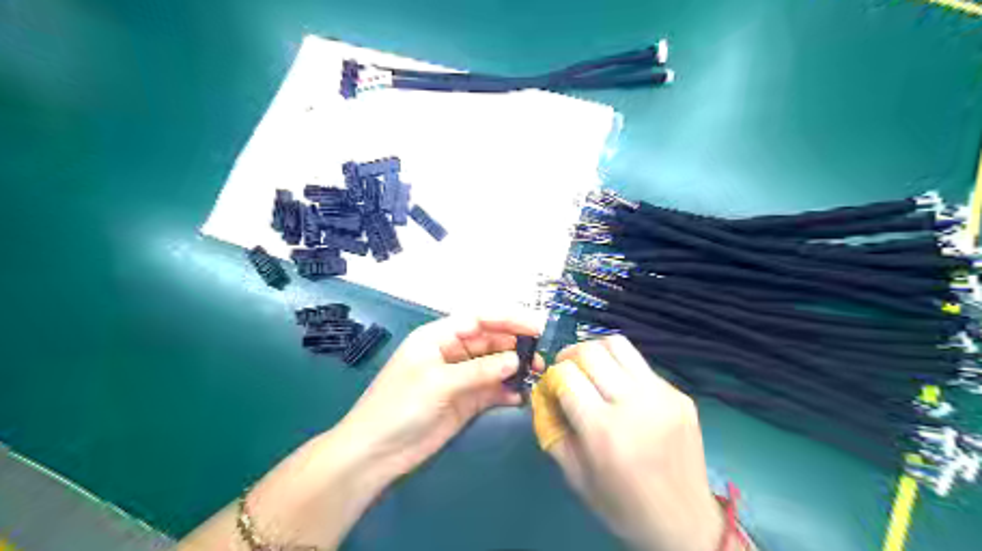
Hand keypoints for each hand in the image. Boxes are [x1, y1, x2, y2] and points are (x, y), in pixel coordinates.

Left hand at [334, 314, 540, 482]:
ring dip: (514, 368)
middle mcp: (452, 353)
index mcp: (438, 337)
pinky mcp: (465, 401)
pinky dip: (507, 391)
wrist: (376, 453)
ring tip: (536, 374)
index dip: (508, 319)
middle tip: (540, 356)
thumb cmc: (399, 407)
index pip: (479, 319)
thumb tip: (515, 361)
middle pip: (490, 340)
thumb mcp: (437, 382)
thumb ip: (478, 370)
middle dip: (515, 344)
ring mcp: (460, 378)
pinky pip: (492, 390)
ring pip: (494, 365)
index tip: (536, 327)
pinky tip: (520, 396)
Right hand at [534, 337, 722, 550]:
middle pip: (590, 352)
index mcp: (603, 430)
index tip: (552, 388)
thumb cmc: (622, 505)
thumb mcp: (575, 475)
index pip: (566, 376)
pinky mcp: (679, 395)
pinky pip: (641, 365)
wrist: (685, 522)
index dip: (552, 377)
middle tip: (567, 371)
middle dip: (569, 356)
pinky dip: (622, 369)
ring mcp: (661, 395)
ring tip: (591, 367)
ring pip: (618, 345)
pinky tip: (622, 390)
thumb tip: (542, 393)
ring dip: (596, 351)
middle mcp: (633, 404)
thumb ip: (551, 430)